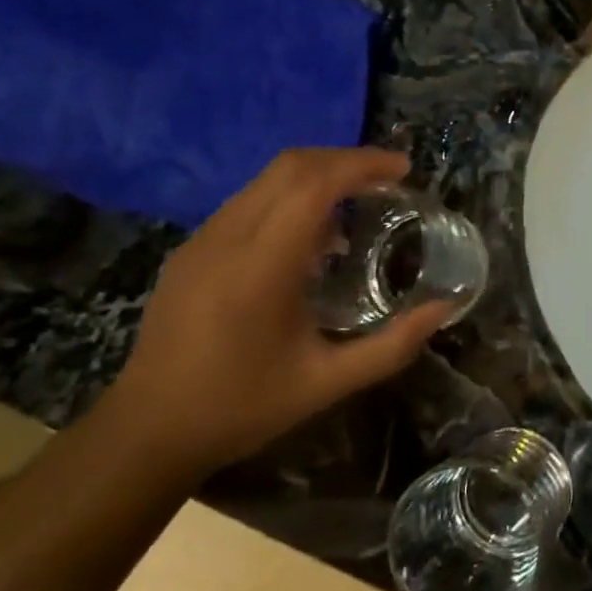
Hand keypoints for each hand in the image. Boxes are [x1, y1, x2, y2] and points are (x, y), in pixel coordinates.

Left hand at [97, 148, 450, 477]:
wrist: (148, 430)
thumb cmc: (243, 407)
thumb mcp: (328, 384)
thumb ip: (392, 345)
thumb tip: (444, 308)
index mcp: (260, 269)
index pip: (312, 186)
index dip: (361, 165)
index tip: (402, 169)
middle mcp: (226, 240)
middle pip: (289, 167)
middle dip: (345, 160)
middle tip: (389, 177)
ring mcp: (202, 240)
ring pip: (266, 179)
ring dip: (318, 175)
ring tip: (360, 200)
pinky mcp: (191, 249)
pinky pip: (249, 201)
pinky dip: (291, 197)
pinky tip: (314, 235)